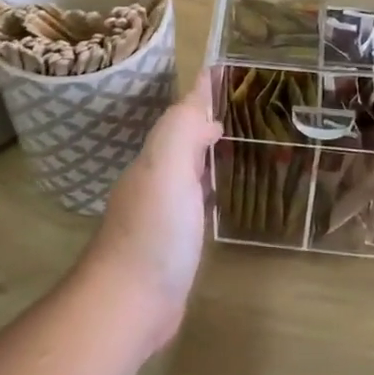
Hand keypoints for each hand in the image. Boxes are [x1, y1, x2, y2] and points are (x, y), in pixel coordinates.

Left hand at [80, 77, 221, 354]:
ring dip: (209, 151)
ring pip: (190, 169)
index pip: (181, 114)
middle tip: (245, 104)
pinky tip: (224, 193)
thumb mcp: (167, 170)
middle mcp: (156, 179)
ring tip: (241, 139)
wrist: (128, 304)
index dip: (201, 93)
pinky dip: (211, 187)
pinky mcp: (174, 243)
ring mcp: (163, 213)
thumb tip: (203, 106)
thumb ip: (181, 131)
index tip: (224, 71)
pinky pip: (197, 201)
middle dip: (207, 118)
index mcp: (155, 159)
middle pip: (183, 138)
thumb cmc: (153, 234)